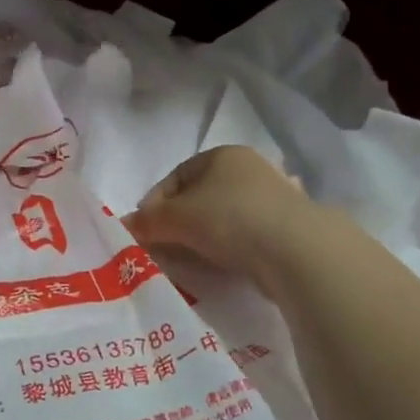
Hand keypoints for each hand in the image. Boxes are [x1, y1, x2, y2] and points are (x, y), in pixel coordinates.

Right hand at [125, 145, 318, 295]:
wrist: (297, 250)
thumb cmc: (229, 218)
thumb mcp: (176, 218)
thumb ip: (147, 221)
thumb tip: (123, 225)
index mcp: (222, 154)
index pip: (175, 177)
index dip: (154, 204)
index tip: (144, 231)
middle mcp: (250, 168)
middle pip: (200, 197)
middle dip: (178, 223)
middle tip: (163, 248)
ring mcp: (274, 197)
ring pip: (223, 218)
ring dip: (203, 238)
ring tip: (192, 262)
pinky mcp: (290, 227)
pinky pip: (247, 236)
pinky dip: (230, 249)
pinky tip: (224, 265)